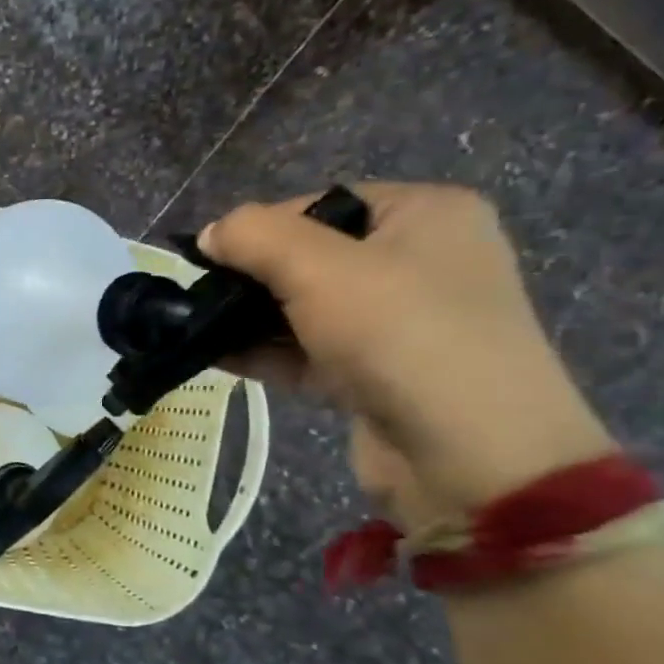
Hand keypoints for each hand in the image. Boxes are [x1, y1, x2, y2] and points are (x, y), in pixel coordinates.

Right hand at [202, 183, 615, 529]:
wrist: (471, 459)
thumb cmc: (401, 336)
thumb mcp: (319, 268)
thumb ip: (255, 236)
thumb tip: (209, 234)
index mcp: (425, 215)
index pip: (320, 205)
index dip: (260, 227)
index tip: (209, 256)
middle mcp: (419, 263)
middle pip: (310, 258)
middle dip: (250, 277)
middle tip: (197, 294)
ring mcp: (399, 324)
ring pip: (305, 309)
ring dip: (249, 319)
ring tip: (191, 326)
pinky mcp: (377, 376)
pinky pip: (308, 352)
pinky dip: (264, 353)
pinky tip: (213, 355)